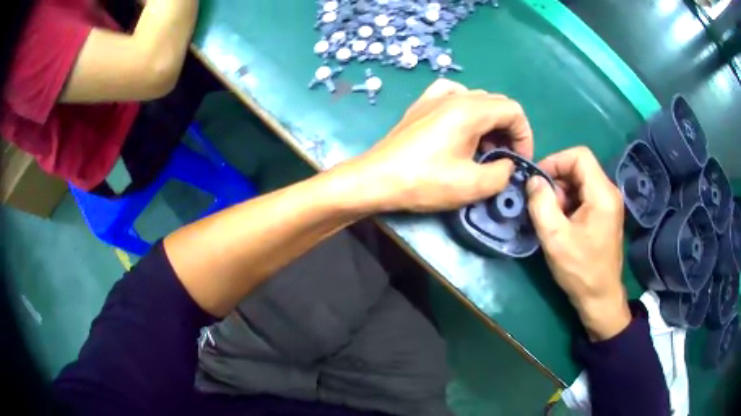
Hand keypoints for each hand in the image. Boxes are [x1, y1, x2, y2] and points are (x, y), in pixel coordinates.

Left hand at [344, 79, 533, 212]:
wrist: (376, 179)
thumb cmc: (424, 181)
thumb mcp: (472, 185)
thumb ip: (502, 174)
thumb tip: (507, 164)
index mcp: (471, 110)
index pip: (514, 111)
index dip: (524, 136)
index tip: (519, 160)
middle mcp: (455, 95)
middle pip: (497, 104)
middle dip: (508, 131)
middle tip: (503, 159)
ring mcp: (435, 97)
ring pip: (477, 100)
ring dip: (489, 123)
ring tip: (483, 150)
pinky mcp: (421, 105)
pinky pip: (453, 95)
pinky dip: (466, 109)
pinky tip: (461, 125)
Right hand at [526, 147, 630, 340]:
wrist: (600, 297)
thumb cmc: (580, 270)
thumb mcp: (555, 238)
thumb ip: (542, 204)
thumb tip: (533, 180)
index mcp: (602, 193)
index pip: (579, 155)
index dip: (555, 161)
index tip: (538, 181)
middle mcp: (609, 192)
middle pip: (579, 167)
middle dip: (557, 180)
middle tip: (543, 205)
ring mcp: (608, 203)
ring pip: (580, 181)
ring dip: (561, 193)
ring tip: (551, 217)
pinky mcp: (605, 214)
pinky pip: (584, 195)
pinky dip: (569, 202)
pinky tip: (561, 223)